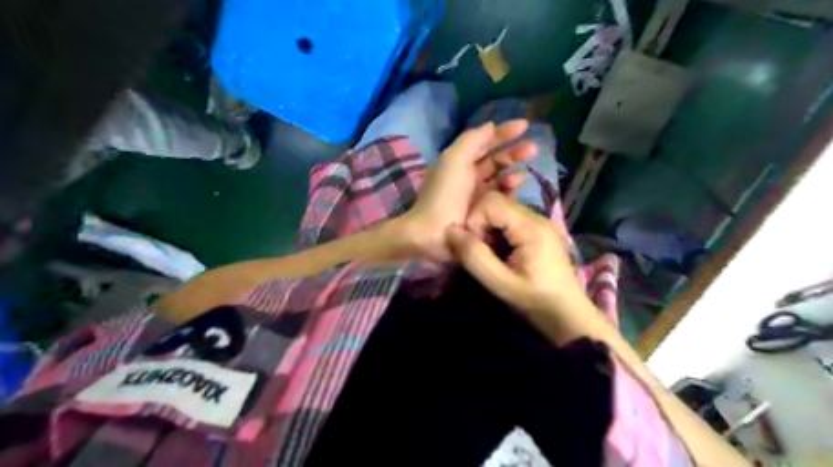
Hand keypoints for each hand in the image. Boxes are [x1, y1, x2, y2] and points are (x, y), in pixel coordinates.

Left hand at [401, 118, 532, 263]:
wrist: (435, 233)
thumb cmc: (444, 193)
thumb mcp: (454, 160)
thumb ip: (473, 140)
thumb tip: (491, 126)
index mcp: (460, 162)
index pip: (485, 143)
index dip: (504, 133)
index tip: (526, 126)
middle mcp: (470, 177)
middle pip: (497, 160)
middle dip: (515, 153)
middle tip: (534, 150)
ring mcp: (478, 196)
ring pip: (502, 180)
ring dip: (512, 175)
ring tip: (518, 178)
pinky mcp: (485, 214)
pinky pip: (502, 200)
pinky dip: (509, 194)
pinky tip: (513, 194)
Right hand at [442, 190, 583, 316]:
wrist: (568, 315)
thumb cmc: (535, 301)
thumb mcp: (500, 283)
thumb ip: (474, 257)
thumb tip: (450, 231)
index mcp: (531, 227)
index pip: (492, 202)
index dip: (475, 221)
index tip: (476, 247)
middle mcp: (537, 217)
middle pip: (497, 203)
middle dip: (481, 225)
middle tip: (484, 252)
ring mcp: (540, 222)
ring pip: (503, 210)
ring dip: (489, 229)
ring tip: (493, 255)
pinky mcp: (539, 230)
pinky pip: (511, 220)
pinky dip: (499, 233)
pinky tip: (503, 253)